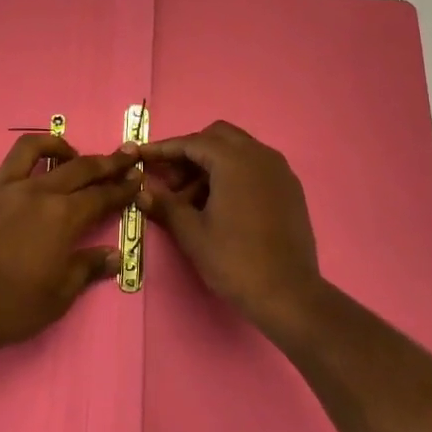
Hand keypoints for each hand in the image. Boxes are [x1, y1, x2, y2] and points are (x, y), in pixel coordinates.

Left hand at [0, 133, 140, 351]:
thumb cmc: (11, 306)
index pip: (102, 195)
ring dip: (53, 145)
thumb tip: (115, 255)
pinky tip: (9, 182)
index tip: (137, 175)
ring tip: (65, 154)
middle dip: (104, 161)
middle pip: (77, 167)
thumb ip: (87, 268)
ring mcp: (0, 188)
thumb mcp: (59, 296)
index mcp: (63, 216)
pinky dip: (5, 172)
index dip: (122, 186)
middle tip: (122, 155)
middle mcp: (35, 192)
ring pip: (30, 149)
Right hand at [137, 121, 324, 334]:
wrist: (289, 294)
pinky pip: (256, 167)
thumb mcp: (192, 234)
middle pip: (218, 137)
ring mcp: (280, 171)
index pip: (192, 142)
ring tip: (192, 200)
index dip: (164, 149)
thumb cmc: (235, 260)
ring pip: (239, 150)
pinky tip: (220, 204)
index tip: (142, 157)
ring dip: (212, 164)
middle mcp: (260, 155)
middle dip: (190, 152)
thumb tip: (142, 192)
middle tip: (171, 181)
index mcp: (235, 160)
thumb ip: (165, 205)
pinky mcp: (290, 188)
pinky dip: (234, 173)